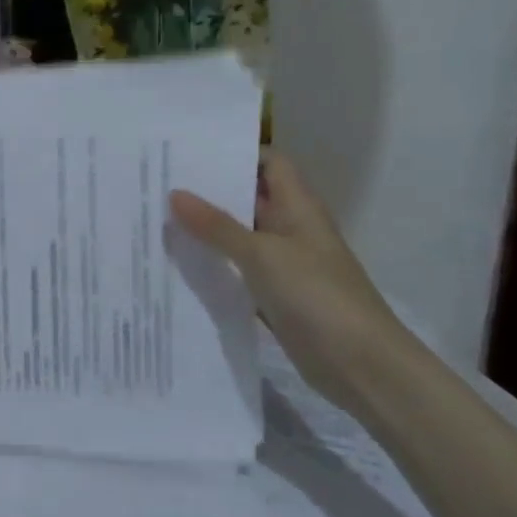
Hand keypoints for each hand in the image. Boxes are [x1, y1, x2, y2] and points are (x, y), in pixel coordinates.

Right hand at [171, 153, 419, 414]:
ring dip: (205, 230)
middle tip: (158, 181)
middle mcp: (290, 229)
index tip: (189, 150)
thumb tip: (175, 194)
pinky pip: (237, 271)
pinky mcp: (274, 296)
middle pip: (248, 198)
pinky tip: (176, 264)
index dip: (235, 152)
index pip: (269, 163)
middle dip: (208, 190)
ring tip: (155, 217)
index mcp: (298, 207)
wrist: (361, 366)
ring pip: (238, 236)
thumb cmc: (317, 296)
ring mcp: (283, 264)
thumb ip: (217, 226)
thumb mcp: (262, 255)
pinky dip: (213, 266)